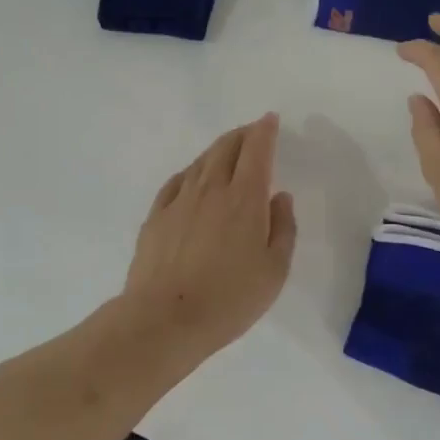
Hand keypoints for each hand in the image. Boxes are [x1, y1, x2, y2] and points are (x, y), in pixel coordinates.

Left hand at [120, 114, 297, 361]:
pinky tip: (192, 179)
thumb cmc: (229, 299)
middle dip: (242, 135)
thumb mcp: (274, 271)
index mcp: (245, 199)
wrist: (164, 319)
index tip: (270, 120)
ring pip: (200, 162)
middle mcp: (211, 190)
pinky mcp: (156, 217)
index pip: (256, 151)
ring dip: (217, 150)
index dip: (264, 131)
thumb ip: (283, 229)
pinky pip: (176, 182)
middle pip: (226, 148)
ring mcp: (179, 201)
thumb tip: (279, 197)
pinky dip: (190, 173)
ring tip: (227, 151)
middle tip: (252, 133)